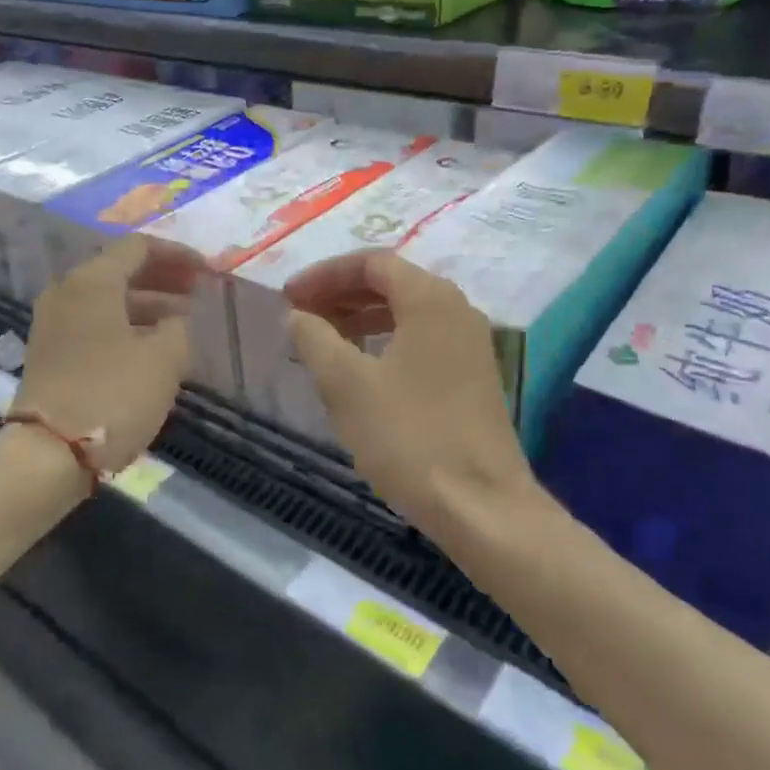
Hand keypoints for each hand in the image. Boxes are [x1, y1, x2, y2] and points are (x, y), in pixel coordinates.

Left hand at [14, 235, 201, 475]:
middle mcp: (67, 291)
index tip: (208, 272)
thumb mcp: (165, 358)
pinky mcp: (50, 352)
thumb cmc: (113, 395)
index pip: (139, 247)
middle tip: (198, 292)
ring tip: (183, 321)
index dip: (179, 255)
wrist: (48, 454)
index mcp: (92, 280)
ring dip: (147, 304)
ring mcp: (53, 322)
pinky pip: (95, 323)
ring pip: (108, 299)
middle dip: (163, 278)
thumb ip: (179, 326)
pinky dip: (126, 325)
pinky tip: (152, 345)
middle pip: (120, 270)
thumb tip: (174, 319)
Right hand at [285, 252, 540, 539]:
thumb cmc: (409, 436)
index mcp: (430, 299)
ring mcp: (470, 345)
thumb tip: (297, 315)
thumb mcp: (346, 385)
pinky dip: (383, 341)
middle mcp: (457, 310)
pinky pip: (420, 340)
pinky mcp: (472, 377)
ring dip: (360, 318)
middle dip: (340, 293)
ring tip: (321, 339)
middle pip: (391, 283)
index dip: (324, 274)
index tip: (288, 296)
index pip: (372, 262)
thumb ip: (315, 339)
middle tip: (299, 314)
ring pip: (406, 313)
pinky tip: (359, 369)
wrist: (480, 506)